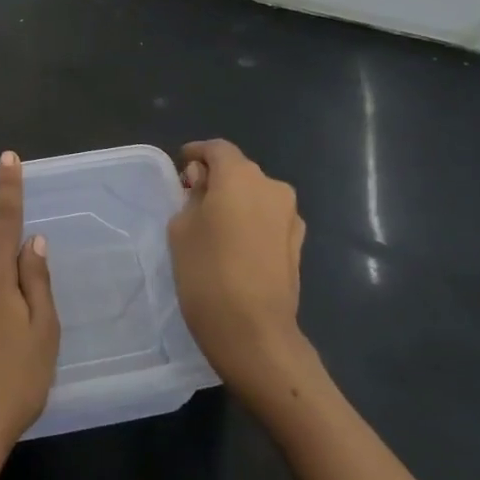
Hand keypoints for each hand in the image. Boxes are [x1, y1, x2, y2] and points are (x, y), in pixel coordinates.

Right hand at [167, 139, 311, 393]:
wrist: (253, 330)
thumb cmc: (206, 272)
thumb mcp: (181, 227)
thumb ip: (192, 197)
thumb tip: (205, 186)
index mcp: (240, 176)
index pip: (217, 149)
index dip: (197, 153)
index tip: (181, 166)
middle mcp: (272, 187)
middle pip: (239, 171)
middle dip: (216, 179)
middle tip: (192, 200)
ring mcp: (290, 216)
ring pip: (256, 195)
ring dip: (236, 201)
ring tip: (213, 226)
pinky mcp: (298, 243)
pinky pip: (268, 218)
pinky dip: (251, 221)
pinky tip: (235, 246)